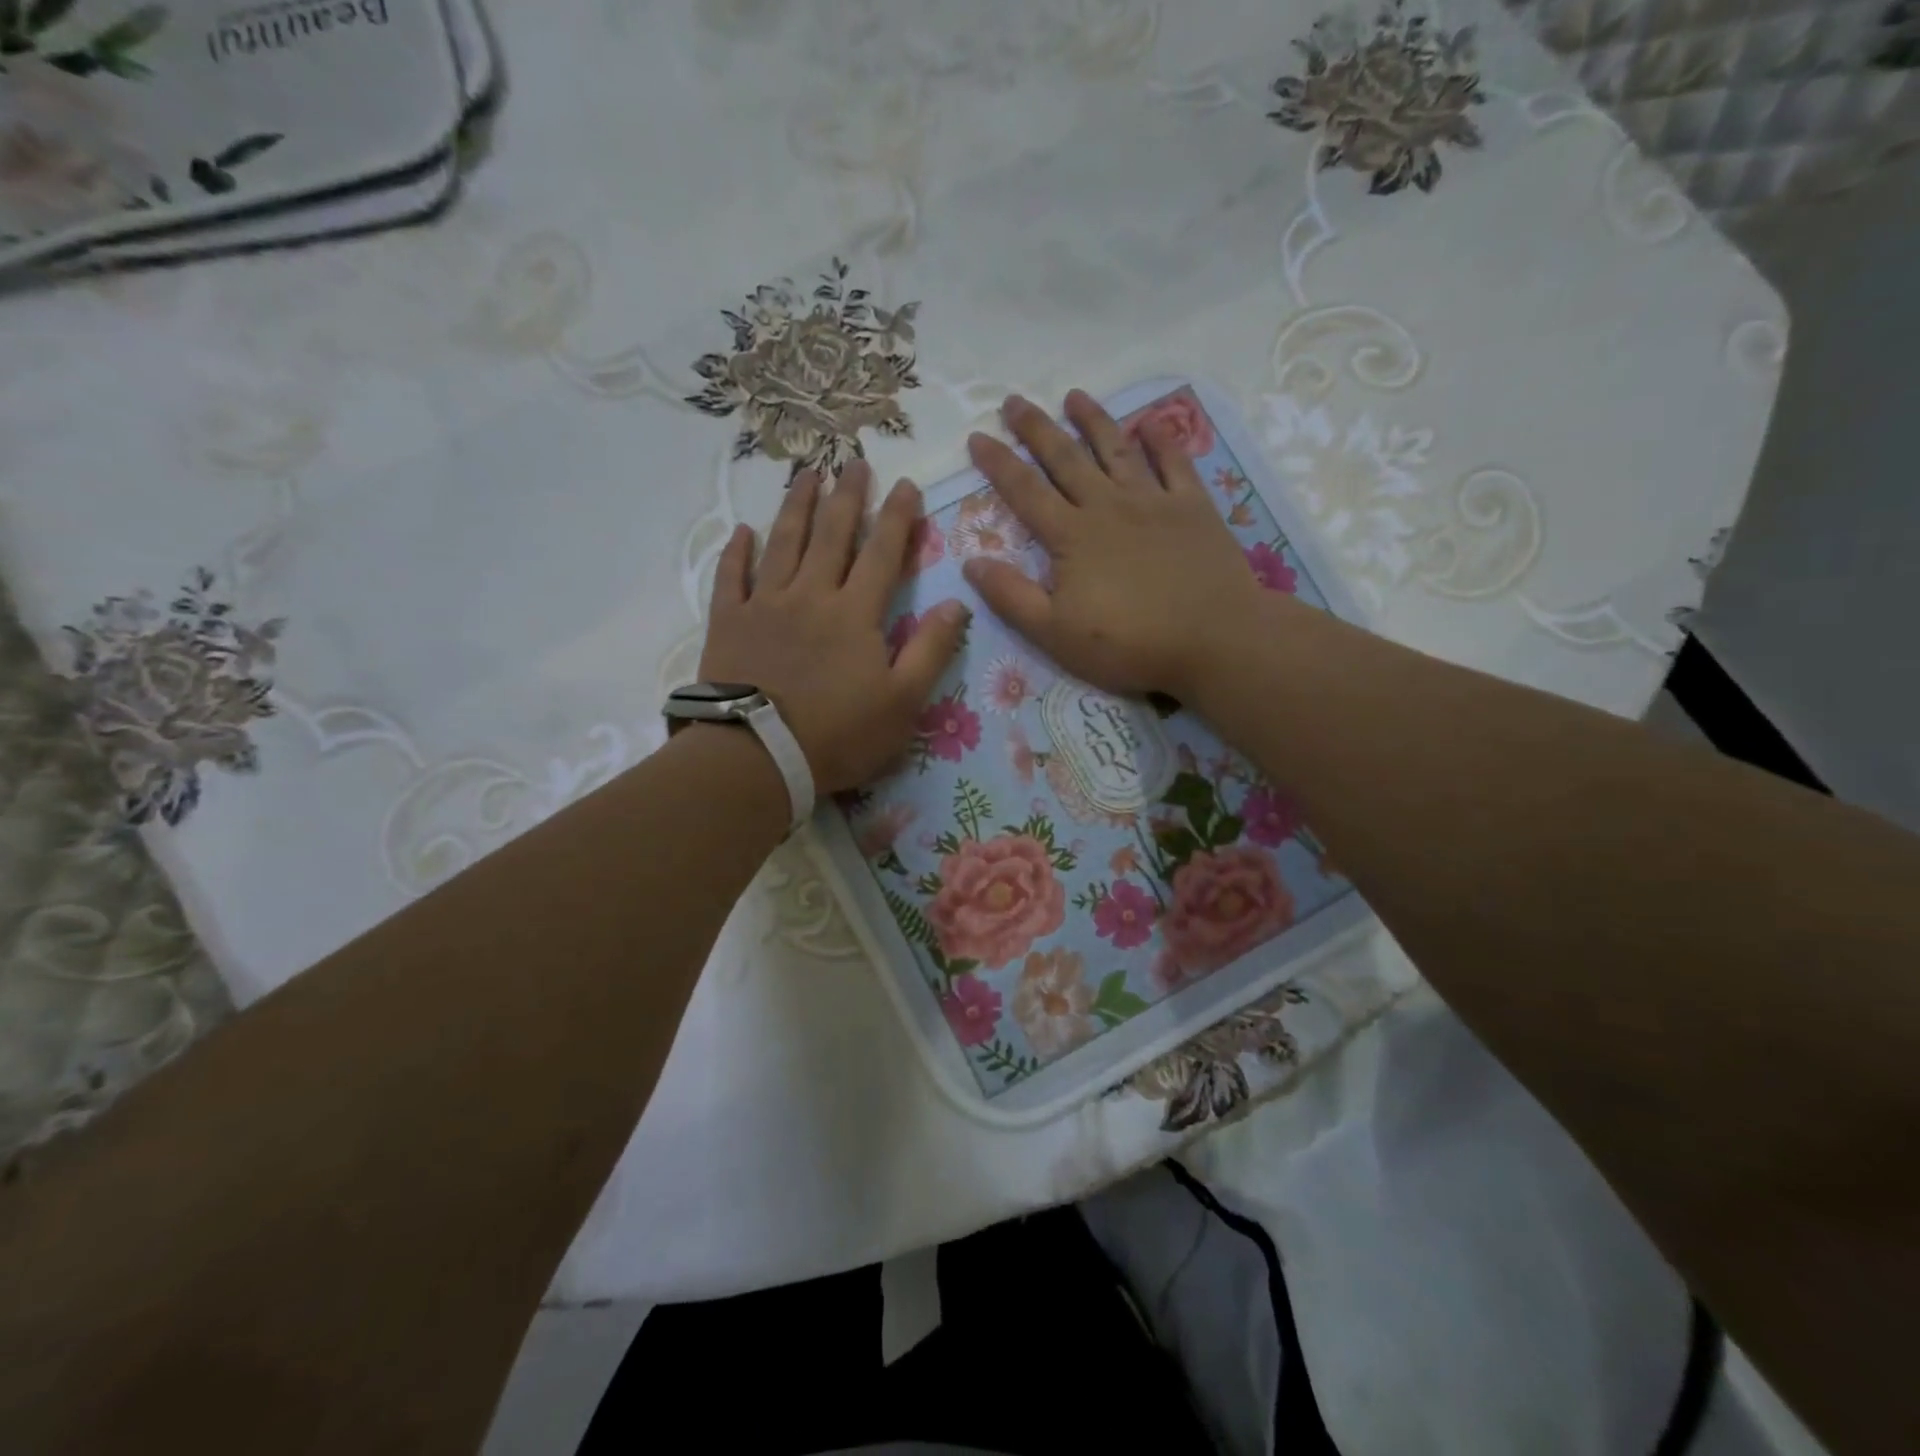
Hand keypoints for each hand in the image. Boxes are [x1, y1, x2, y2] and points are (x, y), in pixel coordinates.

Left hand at [699, 462, 969, 795]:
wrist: (759, 756)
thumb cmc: (839, 735)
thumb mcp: (904, 702)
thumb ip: (932, 650)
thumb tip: (956, 603)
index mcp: (856, 613)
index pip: (883, 553)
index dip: (898, 517)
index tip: (906, 484)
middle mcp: (812, 595)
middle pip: (832, 535)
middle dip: (847, 496)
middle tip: (854, 461)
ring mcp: (766, 605)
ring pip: (783, 543)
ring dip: (796, 507)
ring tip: (805, 474)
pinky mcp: (729, 623)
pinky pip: (732, 578)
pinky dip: (737, 553)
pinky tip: (742, 531)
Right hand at [963, 391, 1284, 700]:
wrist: (1213, 640)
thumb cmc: (1129, 644)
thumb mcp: (1055, 634)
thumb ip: (1012, 597)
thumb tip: (972, 562)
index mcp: (1071, 537)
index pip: (1024, 492)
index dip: (998, 463)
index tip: (977, 436)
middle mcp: (1108, 506)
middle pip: (1065, 459)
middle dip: (1037, 429)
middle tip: (1015, 401)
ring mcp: (1154, 501)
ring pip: (1116, 449)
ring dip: (1093, 420)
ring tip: (1074, 396)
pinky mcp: (1193, 507)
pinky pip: (1174, 462)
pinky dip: (1162, 439)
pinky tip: (1150, 423)